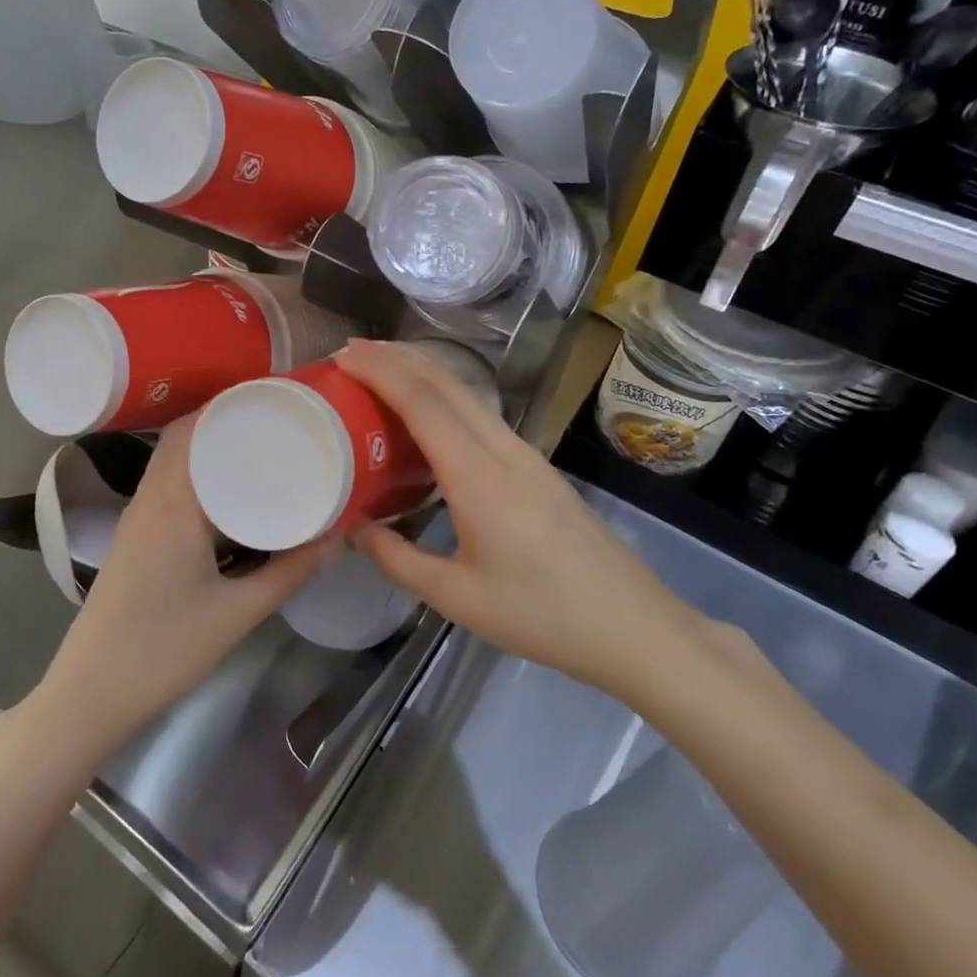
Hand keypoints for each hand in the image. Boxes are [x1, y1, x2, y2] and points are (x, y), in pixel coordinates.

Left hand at [28, 415, 336, 768]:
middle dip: (224, 420)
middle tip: (275, 420)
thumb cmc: (163, 649)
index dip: (232, 405)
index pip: (196, 429)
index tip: (275, 398)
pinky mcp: (132, 538)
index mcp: (172, 504)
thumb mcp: (236, 613)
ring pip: (170, 461)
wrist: (90, 693)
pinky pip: (165, 486)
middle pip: (181, 437)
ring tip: (257, 448)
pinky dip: (193, 473)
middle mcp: (149, 499)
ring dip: (206, 447)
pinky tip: (225, 494)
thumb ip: (288, 573)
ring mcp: (135, 518)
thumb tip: (336, 539)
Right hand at [338, 339, 701, 703]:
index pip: (423, 403)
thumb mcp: (457, 598)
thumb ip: (397, 558)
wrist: (632, 625)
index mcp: (479, 477)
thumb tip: (353, 526)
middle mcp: (503, 450)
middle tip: (351, 351)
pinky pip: (480, 414)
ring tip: (379, 369)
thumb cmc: (541, 615)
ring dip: (422, 372)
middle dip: (397, 358)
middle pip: (446, 383)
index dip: (381, 371)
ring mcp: (525, 453)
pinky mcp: (535, 465)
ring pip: (467, 394)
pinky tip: (426, 413)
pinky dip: (443, 396)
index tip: (343, 355)